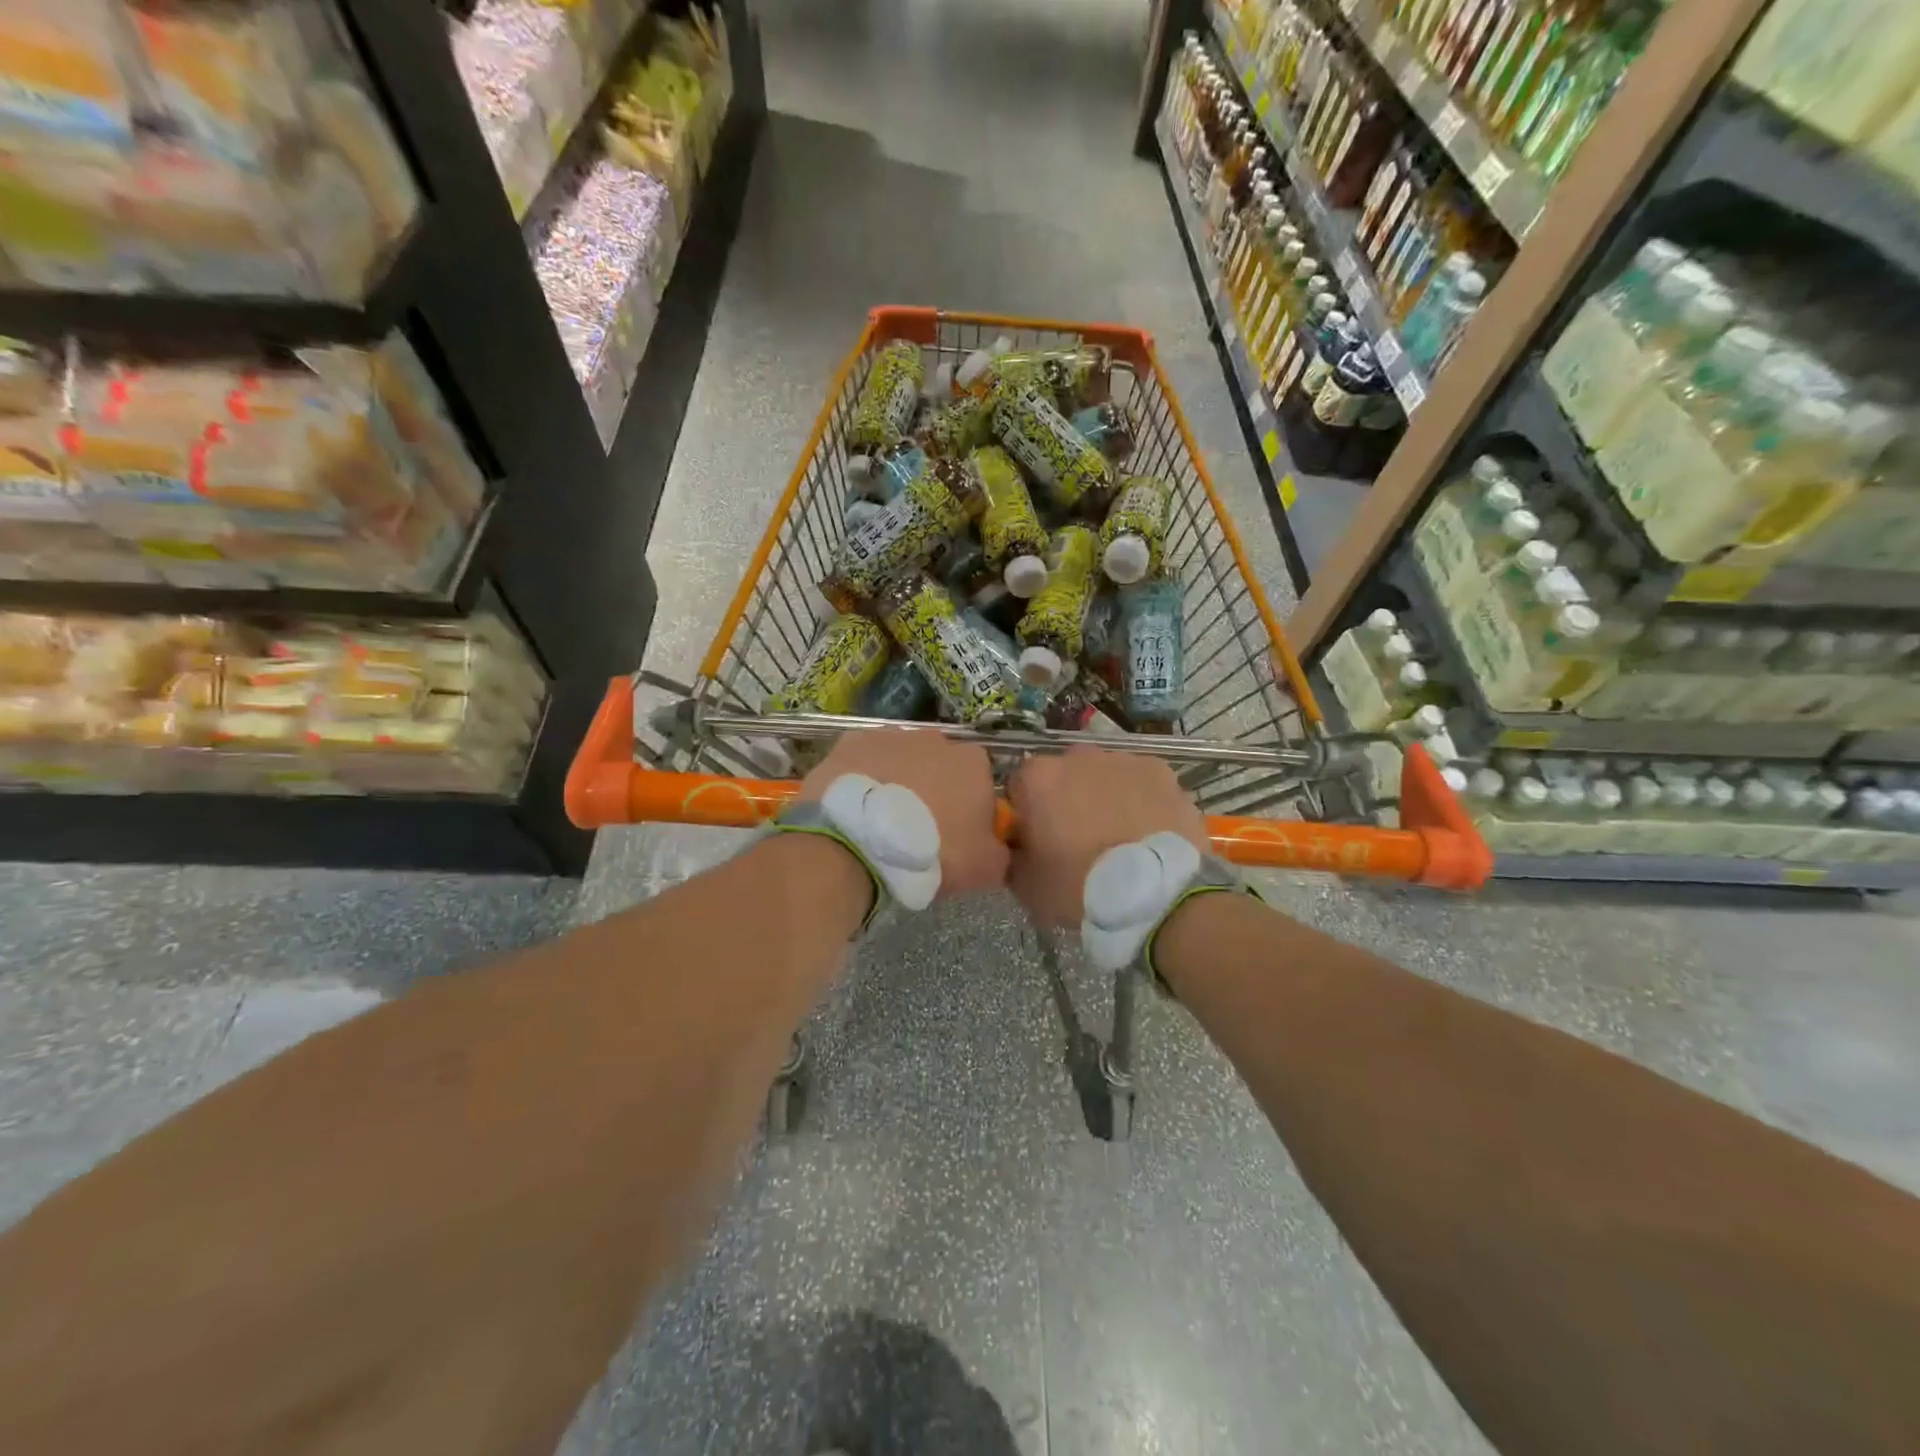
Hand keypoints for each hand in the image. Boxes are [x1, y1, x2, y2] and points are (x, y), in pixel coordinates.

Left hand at [800, 728, 1008, 896]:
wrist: (858, 842)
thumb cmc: (931, 852)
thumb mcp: (985, 868)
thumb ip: (1001, 852)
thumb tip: (1000, 847)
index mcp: (974, 763)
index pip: (981, 783)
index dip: (970, 811)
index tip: (956, 837)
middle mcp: (937, 739)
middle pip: (941, 768)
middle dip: (933, 792)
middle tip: (917, 832)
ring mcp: (892, 736)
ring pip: (902, 762)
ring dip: (898, 784)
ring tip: (881, 823)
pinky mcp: (852, 741)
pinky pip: (866, 762)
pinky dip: (864, 779)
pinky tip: (855, 808)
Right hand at [1008, 747, 1207, 926]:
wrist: (1153, 895)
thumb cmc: (1079, 888)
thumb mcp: (1026, 884)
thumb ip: (1014, 854)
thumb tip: (1019, 845)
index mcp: (1038, 778)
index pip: (1020, 788)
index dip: (1028, 814)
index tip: (1039, 840)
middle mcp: (1078, 756)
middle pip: (1065, 774)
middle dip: (1068, 798)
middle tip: (1080, 839)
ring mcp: (1123, 759)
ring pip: (1105, 775)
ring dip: (1105, 796)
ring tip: (1119, 837)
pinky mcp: (1160, 771)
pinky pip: (1141, 782)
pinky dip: (1141, 800)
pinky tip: (1147, 831)